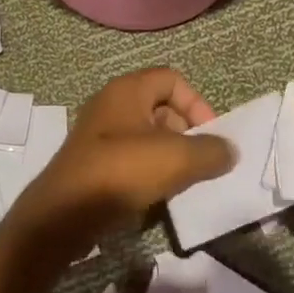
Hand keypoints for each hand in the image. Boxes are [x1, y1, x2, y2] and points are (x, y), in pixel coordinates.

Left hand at [16, 68, 233, 248]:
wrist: (63, 213)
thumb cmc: (120, 171)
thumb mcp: (176, 159)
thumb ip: (210, 151)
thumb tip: (229, 150)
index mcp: (127, 89)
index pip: (172, 79)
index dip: (197, 103)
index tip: (210, 136)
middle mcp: (111, 103)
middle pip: (160, 106)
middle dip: (186, 132)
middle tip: (199, 162)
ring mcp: (99, 133)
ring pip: (146, 135)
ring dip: (169, 155)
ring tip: (183, 182)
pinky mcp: (92, 162)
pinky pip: (130, 157)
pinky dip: (148, 170)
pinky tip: (157, 195)